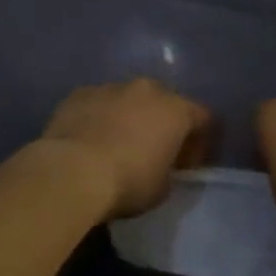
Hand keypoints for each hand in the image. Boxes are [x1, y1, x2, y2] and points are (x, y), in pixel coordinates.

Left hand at [40, 79, 210, 219]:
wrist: (72, 171)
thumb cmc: (128, 182)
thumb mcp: (162, 188)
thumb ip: (170, 170)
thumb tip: (162, 165)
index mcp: (176, 110)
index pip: (203, 118)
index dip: (201, 142)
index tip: (187, 165)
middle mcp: (147, 89)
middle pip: (165, 102)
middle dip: (163, 124)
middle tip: (154, 152)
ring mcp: (111, 87)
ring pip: (129, 99)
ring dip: (130, 118)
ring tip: (117, 146)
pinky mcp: (80, 93)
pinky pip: (98, 103)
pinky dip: (100, 117)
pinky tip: (89, 141)